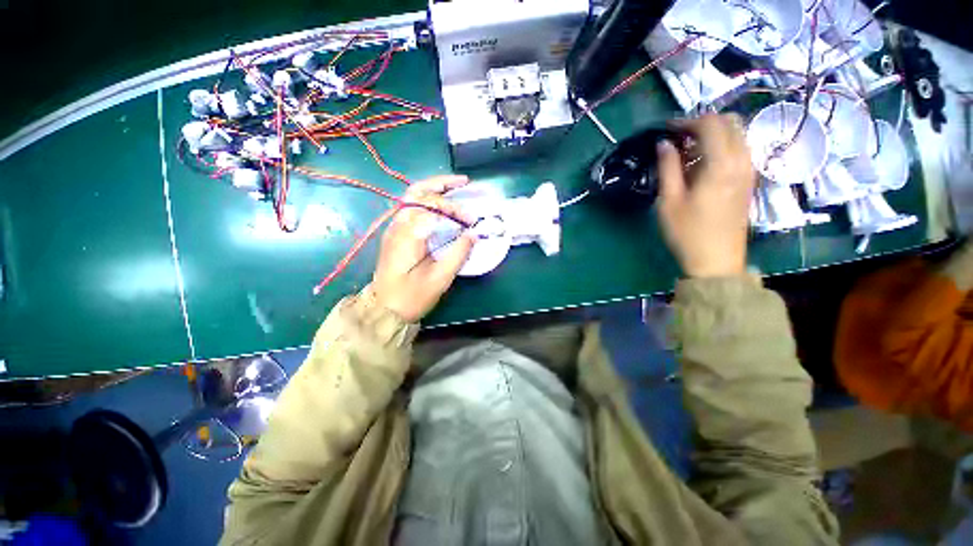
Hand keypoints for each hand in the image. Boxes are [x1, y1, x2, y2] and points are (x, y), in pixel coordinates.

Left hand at [371, 176, 475, 322]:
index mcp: (407, 235)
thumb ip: (458, 253)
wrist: (384, 310)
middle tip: (464, 182)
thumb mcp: (440, 279)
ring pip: (412, 197)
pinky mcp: (396, 234)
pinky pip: (412, 208)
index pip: (431, 207)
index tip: (471, 221)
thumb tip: (473, 234)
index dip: (454, 209)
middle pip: (416, 192)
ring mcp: (394, 228)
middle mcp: (397, 226)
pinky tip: (442, 206)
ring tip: (456, 187)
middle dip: (441, 184)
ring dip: (434, 189)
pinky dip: (429, 201)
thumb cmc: (412, 297)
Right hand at [657, 114, 755, 277]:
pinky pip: (741, 149)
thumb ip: (667, 168)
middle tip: (678, 137)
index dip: (687, 121)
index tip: (667, 130)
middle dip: (703, 123)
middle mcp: (741, 161)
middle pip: (729, 122)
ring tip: (689, 149)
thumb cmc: (687, 232)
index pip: (710, 124)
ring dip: (714, 133)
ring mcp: (749, 170)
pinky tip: (704, 162)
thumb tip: (664, 143)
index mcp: (720, 164)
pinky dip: (723, 145)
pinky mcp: (749, 180)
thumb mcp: (669, 201)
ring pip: (738, 134)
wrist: (717, 261)